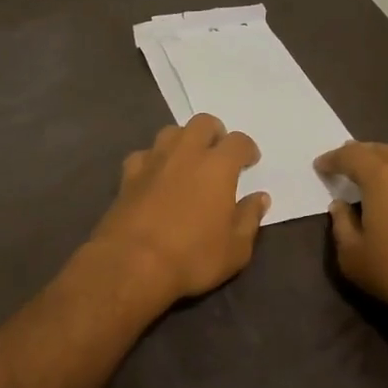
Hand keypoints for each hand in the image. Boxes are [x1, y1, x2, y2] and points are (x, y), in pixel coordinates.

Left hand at [87, 115, 268, 308]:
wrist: (132, 264)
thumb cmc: (192, 257)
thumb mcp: (235, 249)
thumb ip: (249, 218)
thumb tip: (259, 198)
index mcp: (217, 167)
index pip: (238, 141)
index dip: (246, 148)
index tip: (249, 161)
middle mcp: (186, 153)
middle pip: (202, 123)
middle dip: (214, 133)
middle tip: (218, 154)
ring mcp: (154, 160)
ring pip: (171, 132)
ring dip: (183, 140)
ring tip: (188, 161)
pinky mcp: (128, 175)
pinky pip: (144, 155)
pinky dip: (153, 160)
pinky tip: (155, 176)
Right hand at [315, 141, 387, 357]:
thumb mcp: (354, 259)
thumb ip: (342, 227)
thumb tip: (341, 207)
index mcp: (382, 178)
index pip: (351, 155)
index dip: (333, 158)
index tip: (321, 165)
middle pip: (383, 151)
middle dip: (363, 154)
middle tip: (349, 163)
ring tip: (382, 183)